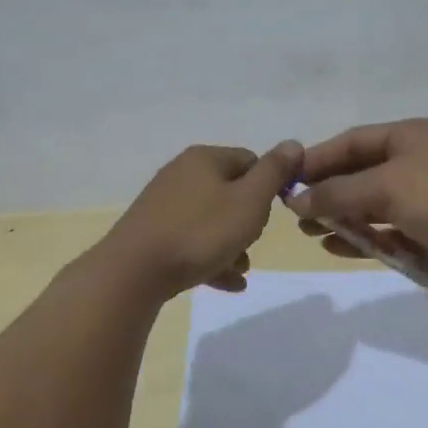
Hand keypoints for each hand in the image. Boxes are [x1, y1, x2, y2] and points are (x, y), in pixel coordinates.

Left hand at [97, 141, 303, 298]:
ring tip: (240, 270)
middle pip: (230, 192)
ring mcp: (164, 204)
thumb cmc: (201, 232)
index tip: (272, 214)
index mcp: (205, 159)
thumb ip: (274, 172)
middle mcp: (181, 174)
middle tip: (252, 242)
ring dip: (231, 244)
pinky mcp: (152, 232)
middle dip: (248, 220)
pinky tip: (226, 283)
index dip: (268, 186)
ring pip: (211, 221)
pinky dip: (211, 258)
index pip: (250, 161)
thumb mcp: (249, 201)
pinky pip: (192, 241)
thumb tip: (293, 144)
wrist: (134, 271)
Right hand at [288, 119, 427, 286]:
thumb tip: (296, 201)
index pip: (353, 141)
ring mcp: (421, 197)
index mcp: (410, 136)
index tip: (288, 178)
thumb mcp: (385, 187)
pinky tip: (334, 246)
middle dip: (327, 191)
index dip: (319, 158)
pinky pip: (383, 229)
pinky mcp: (425, 229)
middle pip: (359, 172)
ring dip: (340, 216)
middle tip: (295, 210)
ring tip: (309, 230)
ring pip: (369, 203)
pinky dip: (360, 236)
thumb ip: (338, 193)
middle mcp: (415, 161)